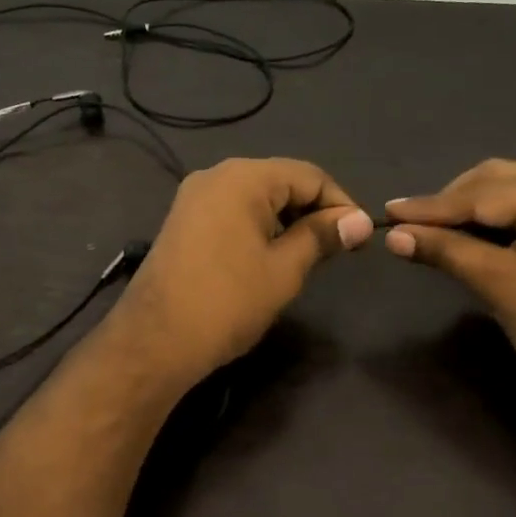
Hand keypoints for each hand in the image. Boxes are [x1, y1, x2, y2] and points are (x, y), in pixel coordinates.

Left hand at [113, 157, 373, 387]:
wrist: (156, 341)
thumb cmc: (228, 301)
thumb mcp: (284, 269)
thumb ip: (321, 237)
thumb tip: (358, 221)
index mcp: (243, 178)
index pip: (309, 175)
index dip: (340, 203)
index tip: (359, 238)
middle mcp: (215, 176)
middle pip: (280, 181)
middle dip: (313, 211)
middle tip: (337, 250)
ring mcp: (193, 199)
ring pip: (256, 199)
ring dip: (287, 221)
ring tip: (307, 257)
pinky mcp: (182, 223)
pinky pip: (232, 213)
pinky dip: (258, 229)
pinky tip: (270, 258)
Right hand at [382, 160, 515, 400]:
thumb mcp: (497, 284)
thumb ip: (445, 251)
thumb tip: (392, 235)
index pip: (483, 193)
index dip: (431, 206)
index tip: (387, 211)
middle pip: (497, 179)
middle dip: (451, 201)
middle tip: (409, 224)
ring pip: (509, 190)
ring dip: (469, 207)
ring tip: (432, 228)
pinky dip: (492, 218)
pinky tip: (467, 233)